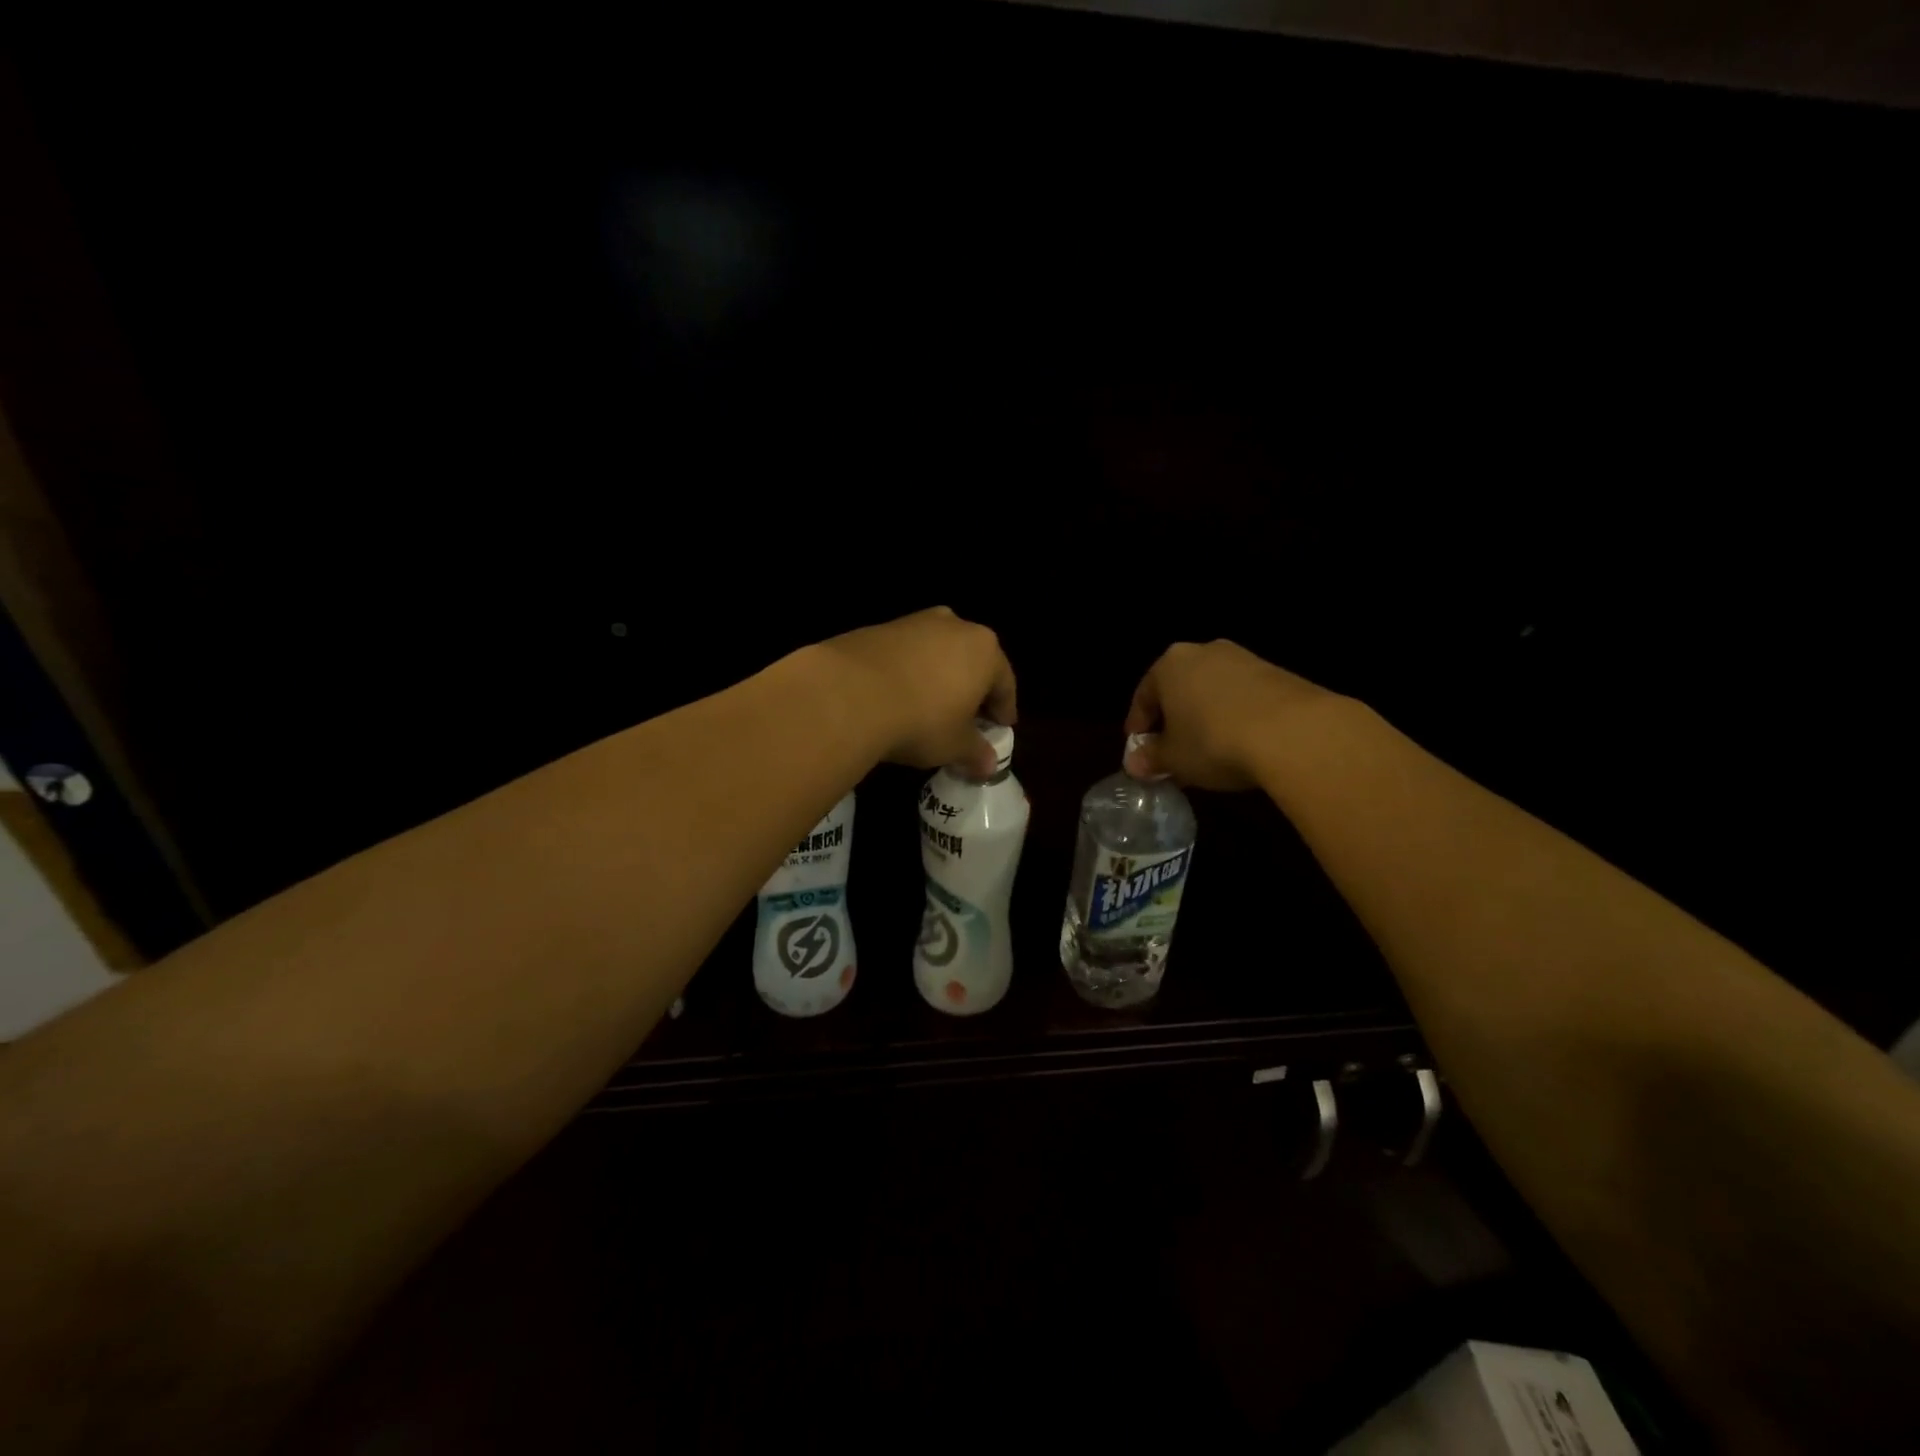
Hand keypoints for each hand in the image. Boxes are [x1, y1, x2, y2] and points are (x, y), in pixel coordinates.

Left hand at [817, 607, 1016, 776]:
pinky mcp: (879, 627)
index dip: (1004, 709)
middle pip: (972, 661)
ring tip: (931, 706)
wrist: (849, 693)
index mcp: (985, 650)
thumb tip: (989, 766)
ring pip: (938, 653)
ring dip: (940, 677)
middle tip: (969, 717)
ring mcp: (915, 622)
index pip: (1005, 683)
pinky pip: (906, 654)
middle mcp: (955, 626)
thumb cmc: (921, 720)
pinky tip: (898, 696)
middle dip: (972, 689)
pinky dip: (909, 672)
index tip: (1001, 727)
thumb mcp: (954, 745)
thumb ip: (976, 752)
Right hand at [1124, 640, 1336, 790]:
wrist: (1294, 732)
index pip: (1144, 695)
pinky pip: (1243, 697)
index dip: (1139, 726)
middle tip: (1172, 752)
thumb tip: (1135, 763)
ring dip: (1205, 717)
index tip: (1139, 751)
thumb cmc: (1214, 740)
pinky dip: (1235, 716)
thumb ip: (1151, 758)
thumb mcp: (1174, 758)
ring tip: (1208, 751)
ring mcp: (1244, 659)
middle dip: (1174, 720)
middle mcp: (1204, 652)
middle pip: (1179, 688)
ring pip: (1212, 691)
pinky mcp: (1278, 673)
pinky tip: (1240, 743)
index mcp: (1169, 664)